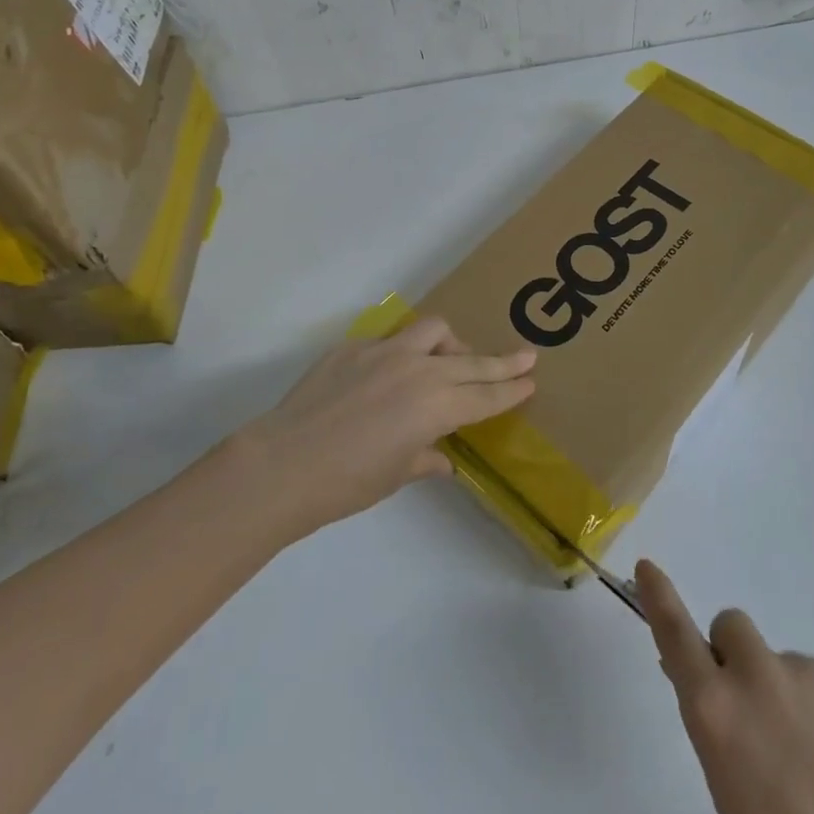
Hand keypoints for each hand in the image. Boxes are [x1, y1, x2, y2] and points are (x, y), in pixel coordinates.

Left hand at [243, 317, 535, 536]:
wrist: (283, 464)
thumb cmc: (347, 483)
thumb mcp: (396, 475)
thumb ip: (427, 459)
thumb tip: (443, 459)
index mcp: (436, 406)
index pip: (485, 395)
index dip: (511, 389)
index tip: (531, 379)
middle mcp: (419, 370)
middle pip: (472, 360)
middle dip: (502, 361)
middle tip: (526, 355)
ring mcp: (385, 351)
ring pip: (433, 330)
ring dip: (450, 344)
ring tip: (448, 360)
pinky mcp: (354, 346)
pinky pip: (390, 340)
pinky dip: (401, 353)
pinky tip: (387, 376)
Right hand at [637, 560, 813, 813]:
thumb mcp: (731, 801)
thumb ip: (721, 734)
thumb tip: (719, 699)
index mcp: (716, 710)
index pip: (675, 633)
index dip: (658, 597)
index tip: (647, 567)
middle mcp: (761, 677)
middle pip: (734, 628)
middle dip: (737, 658)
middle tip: (760, 718)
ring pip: (795, 670)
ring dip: (798, 703)